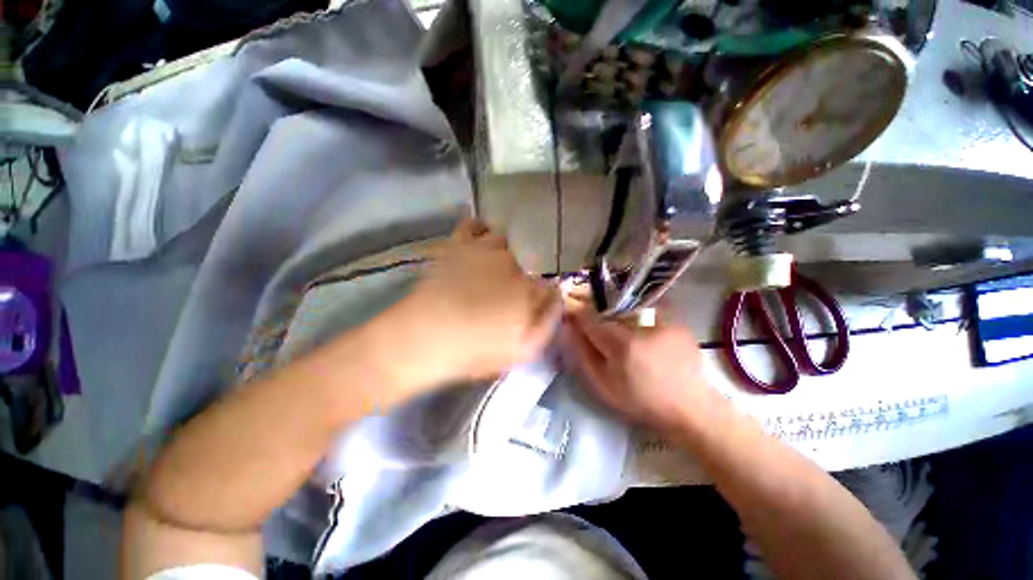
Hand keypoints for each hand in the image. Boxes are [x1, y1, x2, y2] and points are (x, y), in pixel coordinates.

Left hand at [389, 219, 559, 387]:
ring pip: (506, 240)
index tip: (533, 306)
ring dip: (504, 252)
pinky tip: (480, 239)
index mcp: (529, 288)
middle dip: (523, 275)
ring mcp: (485, 248)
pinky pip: (475, 224)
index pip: (548, 285)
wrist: (424, 338)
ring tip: (493, 267)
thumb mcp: (523, 349)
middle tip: (507, 292)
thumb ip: (547, 322)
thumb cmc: (476, 349)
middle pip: (528, 261)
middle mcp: (513, 262)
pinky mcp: (459, 244)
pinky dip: (480, 228)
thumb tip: (556, 298)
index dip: (542, 296)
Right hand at [563, 312, 720, 432]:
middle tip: (602, 335)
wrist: (689, 408)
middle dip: (600, 319)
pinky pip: (648, 312)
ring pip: (628, 311)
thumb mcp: (603, 385)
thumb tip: (569, 328)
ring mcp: (662, 322)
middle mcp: (641, 327)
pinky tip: (645, 338)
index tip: (573, 319)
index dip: (578, 316)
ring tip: (626, 341)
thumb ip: (583, 354)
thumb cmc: (641, 401)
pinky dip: (640, 321)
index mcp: (621, 345)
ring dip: (620, 320)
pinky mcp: (677, 323)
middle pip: (608, 312)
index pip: (590, 318)